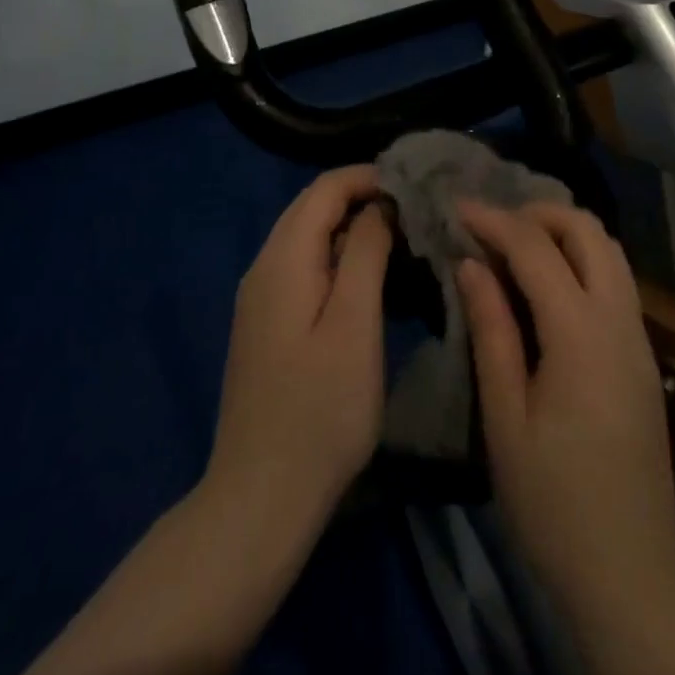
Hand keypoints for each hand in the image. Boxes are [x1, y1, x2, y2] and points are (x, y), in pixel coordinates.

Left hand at [206, 165, 392, 530]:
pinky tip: (368, 279)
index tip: (414, 188)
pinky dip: (337, 256)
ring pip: (307, 237)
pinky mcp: (266, 324)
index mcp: (282, 259)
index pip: (324, 188)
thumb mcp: (354, 324)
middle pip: (312, 207)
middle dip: (362, 197)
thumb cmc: (319, 410)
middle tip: (414, 211)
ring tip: (401, 239)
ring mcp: (260, 298)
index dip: (369, 177)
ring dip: (351, 227)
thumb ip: (365, 253)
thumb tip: (379, 205)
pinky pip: (302, 267)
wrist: (260, 498)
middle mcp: (263, 267)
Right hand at [456, 201, 674, 613]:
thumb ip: (491, 331)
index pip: (536, 248)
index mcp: (580, 333)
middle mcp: (618, 319)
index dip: (494, 220)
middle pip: (586, 229)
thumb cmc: (553, 501)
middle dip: (537, 212)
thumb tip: (471, 264)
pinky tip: (547, 282)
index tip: (457, 207)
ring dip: (563, 231)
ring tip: (515, 245)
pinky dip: (581, 257)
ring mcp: (637, 335)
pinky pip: (615, 277)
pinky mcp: (642, 353)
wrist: (631, 568)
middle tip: (491, 225)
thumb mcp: (505, 419)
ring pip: (608, 248)